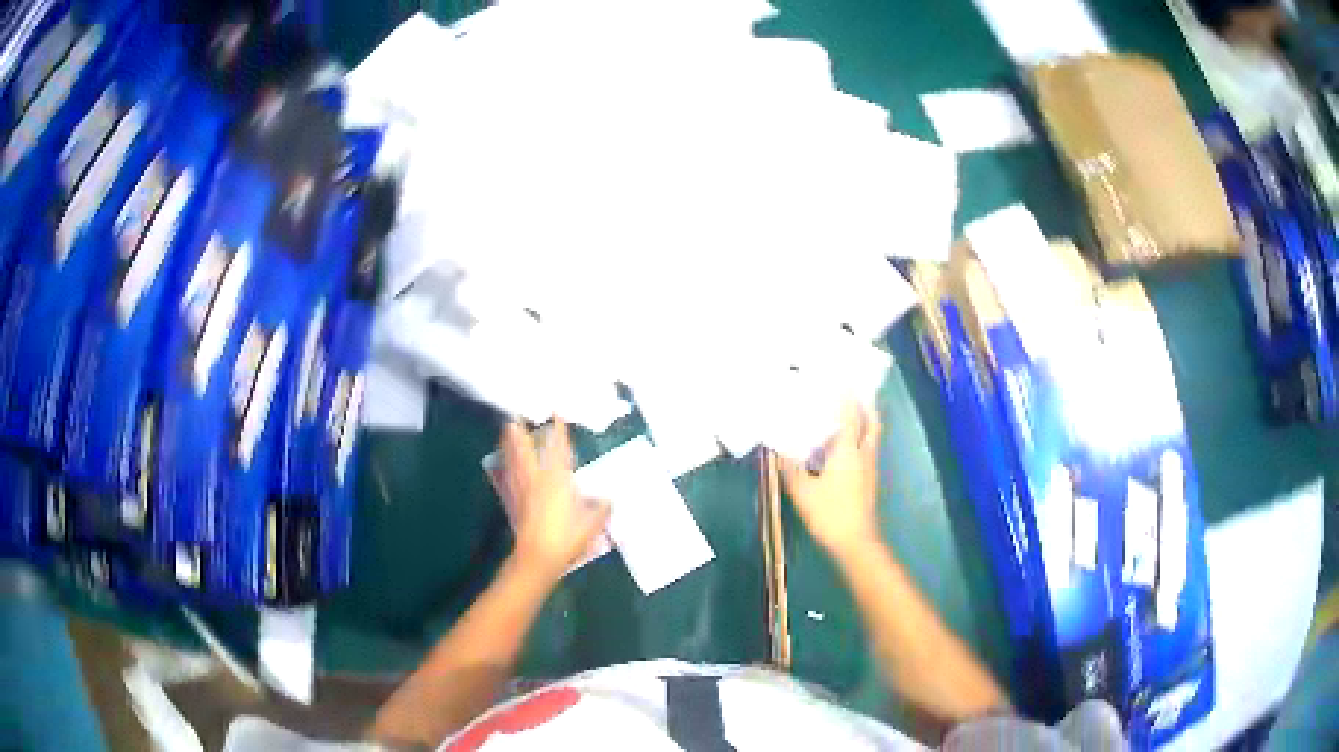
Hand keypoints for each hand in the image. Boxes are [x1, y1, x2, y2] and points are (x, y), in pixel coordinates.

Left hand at [500, 419, 609, 583]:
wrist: (537, 557)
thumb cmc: (566, 539)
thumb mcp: (592, 524)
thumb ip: (601, 509)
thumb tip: (607, 499)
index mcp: (557, 481)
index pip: (558, 450)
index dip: (558, 431)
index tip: (556, 413)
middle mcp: (537, 480)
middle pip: (527, 451)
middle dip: (522, 433)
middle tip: (516, 416)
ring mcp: (523, 490)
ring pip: (514, 461)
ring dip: (510, 445)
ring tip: (507, 430)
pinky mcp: (514, 501)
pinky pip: (508, 476)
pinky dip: (506, 465)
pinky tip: (504, 462)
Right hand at [780, 403, 882, 556]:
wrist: (855, 542)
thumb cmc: (829, 513)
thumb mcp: (801, 491)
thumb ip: (790, 467)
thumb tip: (778, 449)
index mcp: (848, 450)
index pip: (850, 415)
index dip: (846, 395)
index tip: (841, 378)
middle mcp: (864, 454)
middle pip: (872, 421)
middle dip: (865, 404)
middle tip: (853, 392)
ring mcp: (870, 468)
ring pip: (872, 436)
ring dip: (864, 420)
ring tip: (848, 413)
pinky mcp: (869, 481)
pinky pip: (867, 449)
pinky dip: (860, 438)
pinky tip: (844, 446)